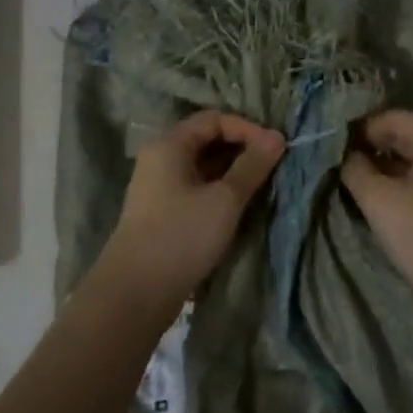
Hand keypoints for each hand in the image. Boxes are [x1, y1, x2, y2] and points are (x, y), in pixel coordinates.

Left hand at [103, 110, 285, 302]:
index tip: (276, 149)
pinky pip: (197, 187)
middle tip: (274, 166)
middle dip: (243, 149)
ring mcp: (160, 185)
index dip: (247, 129)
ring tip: (263, 185)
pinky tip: (240, 205)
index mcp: (169, 144)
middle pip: (208, 139)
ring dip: (234, 171)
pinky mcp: (164, 210)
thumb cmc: (181, 236)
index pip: (214, 119)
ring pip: (204, 166)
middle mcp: (161, 157)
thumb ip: (252, 166)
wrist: (135, 292)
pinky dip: (220, 189)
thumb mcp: (224, 200)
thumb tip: (277, 136)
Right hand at [341, 110, 412, 310]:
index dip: (361, 128)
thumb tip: (344, 154)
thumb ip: (355, 168)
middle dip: (372, 146)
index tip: (333, 145)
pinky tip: (377, 194)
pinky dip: (400, 179)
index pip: (393, 117)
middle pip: (406, 134)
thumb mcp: (378, 199)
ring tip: (353, 178)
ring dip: (384, 165)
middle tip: (339, 161)